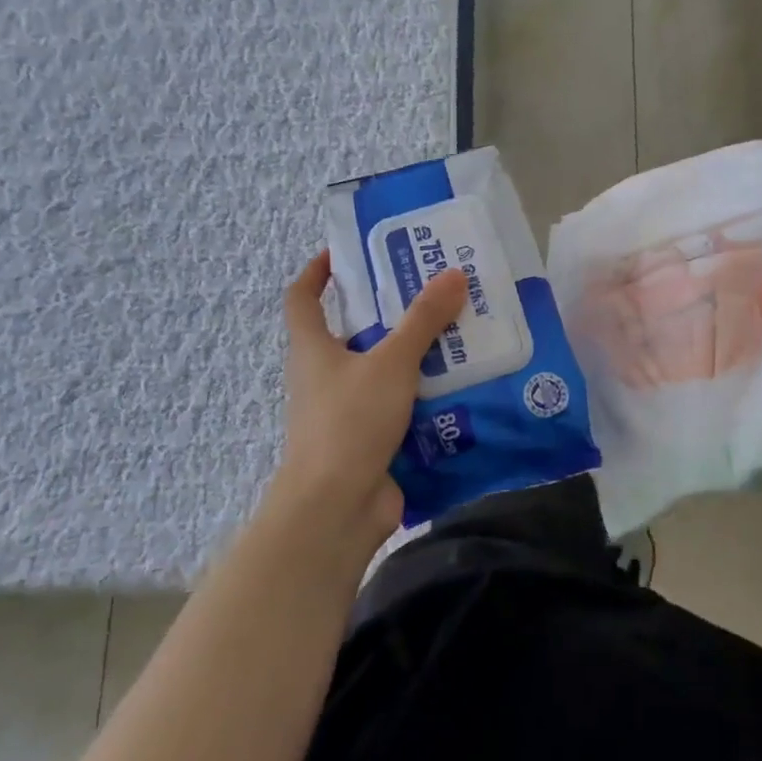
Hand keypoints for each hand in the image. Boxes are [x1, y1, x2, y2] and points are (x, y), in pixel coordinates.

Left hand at [267, 251, 468, 553]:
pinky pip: (399, 405)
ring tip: (457, 334)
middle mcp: (324, 376)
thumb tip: (453, 274)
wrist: (336, 508)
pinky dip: (423, 394)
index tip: (344, 253)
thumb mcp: (391, 362)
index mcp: (313, 349)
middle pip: (351, 332)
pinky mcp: (369, 439)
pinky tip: (460, 386)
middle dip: (387, 312)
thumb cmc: (350, 422)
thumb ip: (423, 320)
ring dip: (413, 354)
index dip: (317, 272)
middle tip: (430, 292)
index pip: (301, 299)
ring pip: (381, 370)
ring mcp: (345, 411)